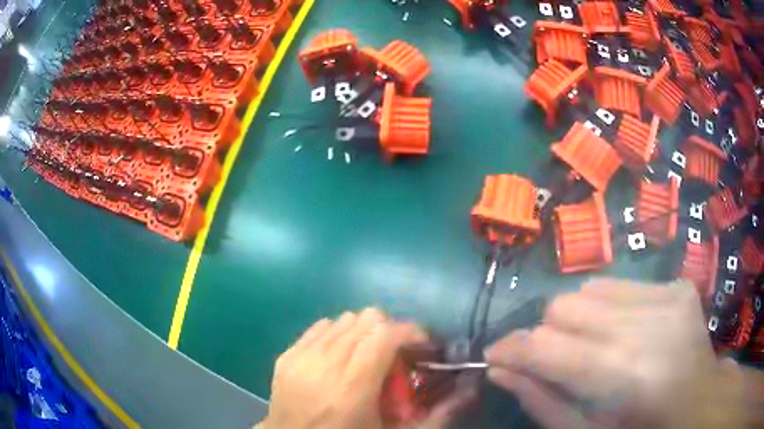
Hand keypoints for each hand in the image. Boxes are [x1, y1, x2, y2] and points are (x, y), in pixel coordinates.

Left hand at [261, 309, 428, 428]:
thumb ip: (436, 415)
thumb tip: (468, 390)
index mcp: (352, 388)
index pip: (385, 333)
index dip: (411, 330)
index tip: (423, 344)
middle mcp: (323, 365)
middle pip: (365, 319)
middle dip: (390, 331)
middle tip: (396, 356)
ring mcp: (300, 357)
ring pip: (343, 319)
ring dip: (363, 333)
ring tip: (367, 358)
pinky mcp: (286, 356)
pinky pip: (320, 328)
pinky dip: (337, 336)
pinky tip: (340, 359)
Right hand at [484, 279, 747, 428]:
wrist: (698, 402)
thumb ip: (542, 401)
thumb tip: (500, 370)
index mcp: (620, 375)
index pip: (543, 345)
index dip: (511, 349)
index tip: (496, 357)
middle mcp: (643, 325)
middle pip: (562, 306)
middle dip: (547, 335)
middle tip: (558, 360)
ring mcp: (666, 296)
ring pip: (589, 288)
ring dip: (579, 318)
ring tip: (595, 344)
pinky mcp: (677, 285)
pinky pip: (622, 283)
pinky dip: (610, 307)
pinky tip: (627, 330)